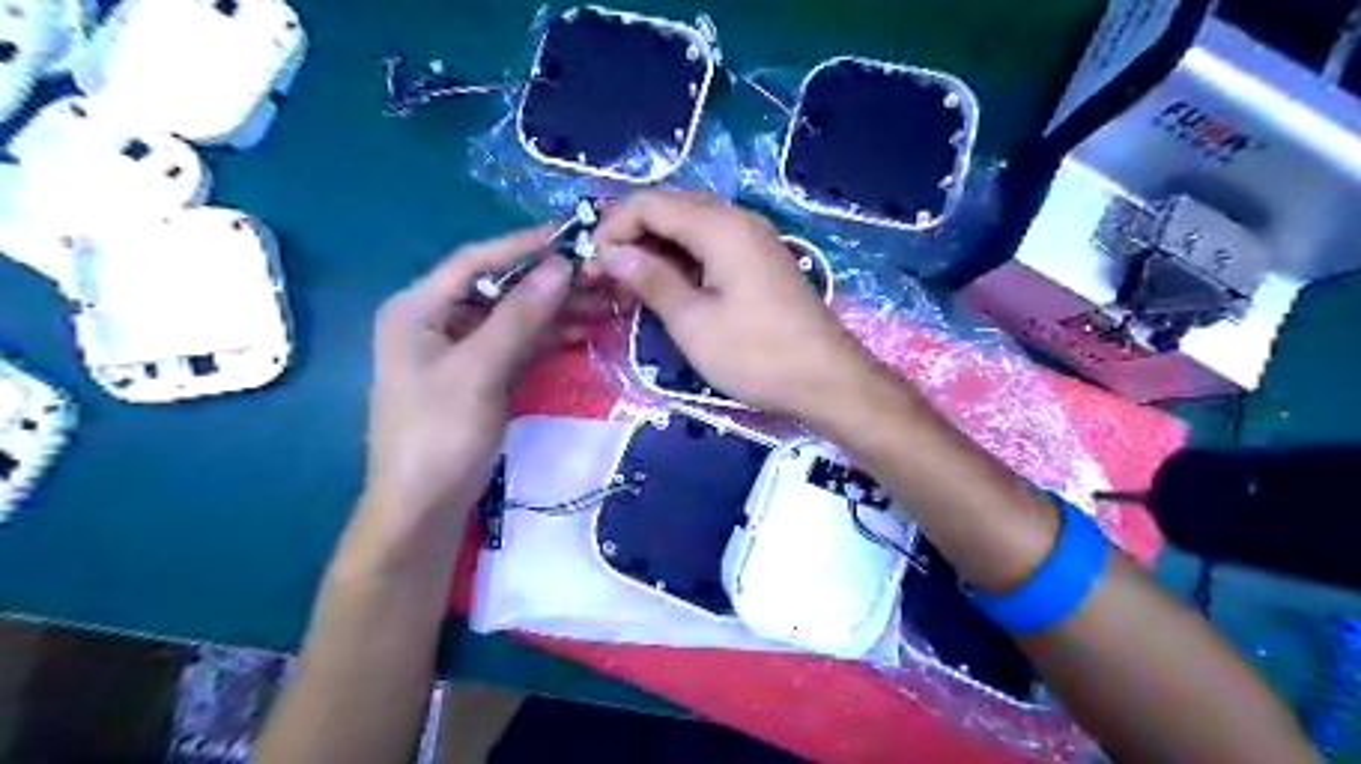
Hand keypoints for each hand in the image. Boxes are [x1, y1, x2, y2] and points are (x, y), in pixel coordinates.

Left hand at [363, 223, 570, 523]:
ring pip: (514, 317)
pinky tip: (583, 331)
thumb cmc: (438, 434)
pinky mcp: (481, 374)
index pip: (476, 261)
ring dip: (556, 310)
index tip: (573, 236)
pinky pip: (519, 344)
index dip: (524, 245)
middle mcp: (437, 320)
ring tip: (604, 302)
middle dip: (549, 283)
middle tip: (600, 275)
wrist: (424, 506)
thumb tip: (560, 268)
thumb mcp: (477, 371)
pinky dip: (549, 337)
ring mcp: (461, 349)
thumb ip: (518, 317)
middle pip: (500, 288)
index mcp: (419, 308)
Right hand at [596, 187, 881, 421]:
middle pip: (671, 206)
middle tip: (606, 272)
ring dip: (657, 245)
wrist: (826, 379)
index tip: (590, 264)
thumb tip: (611, 253)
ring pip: (692, 224)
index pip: (650, 202)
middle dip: (632, 233)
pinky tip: (668, 285)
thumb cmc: (756, 354)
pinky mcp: (761, 261)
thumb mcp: (693, 321)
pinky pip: (712, 243)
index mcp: (720, 226)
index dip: (613, 226)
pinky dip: (683, 257)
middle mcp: (739, 220)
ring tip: (630, 282)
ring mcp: (754, 239)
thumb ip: (650, 279)